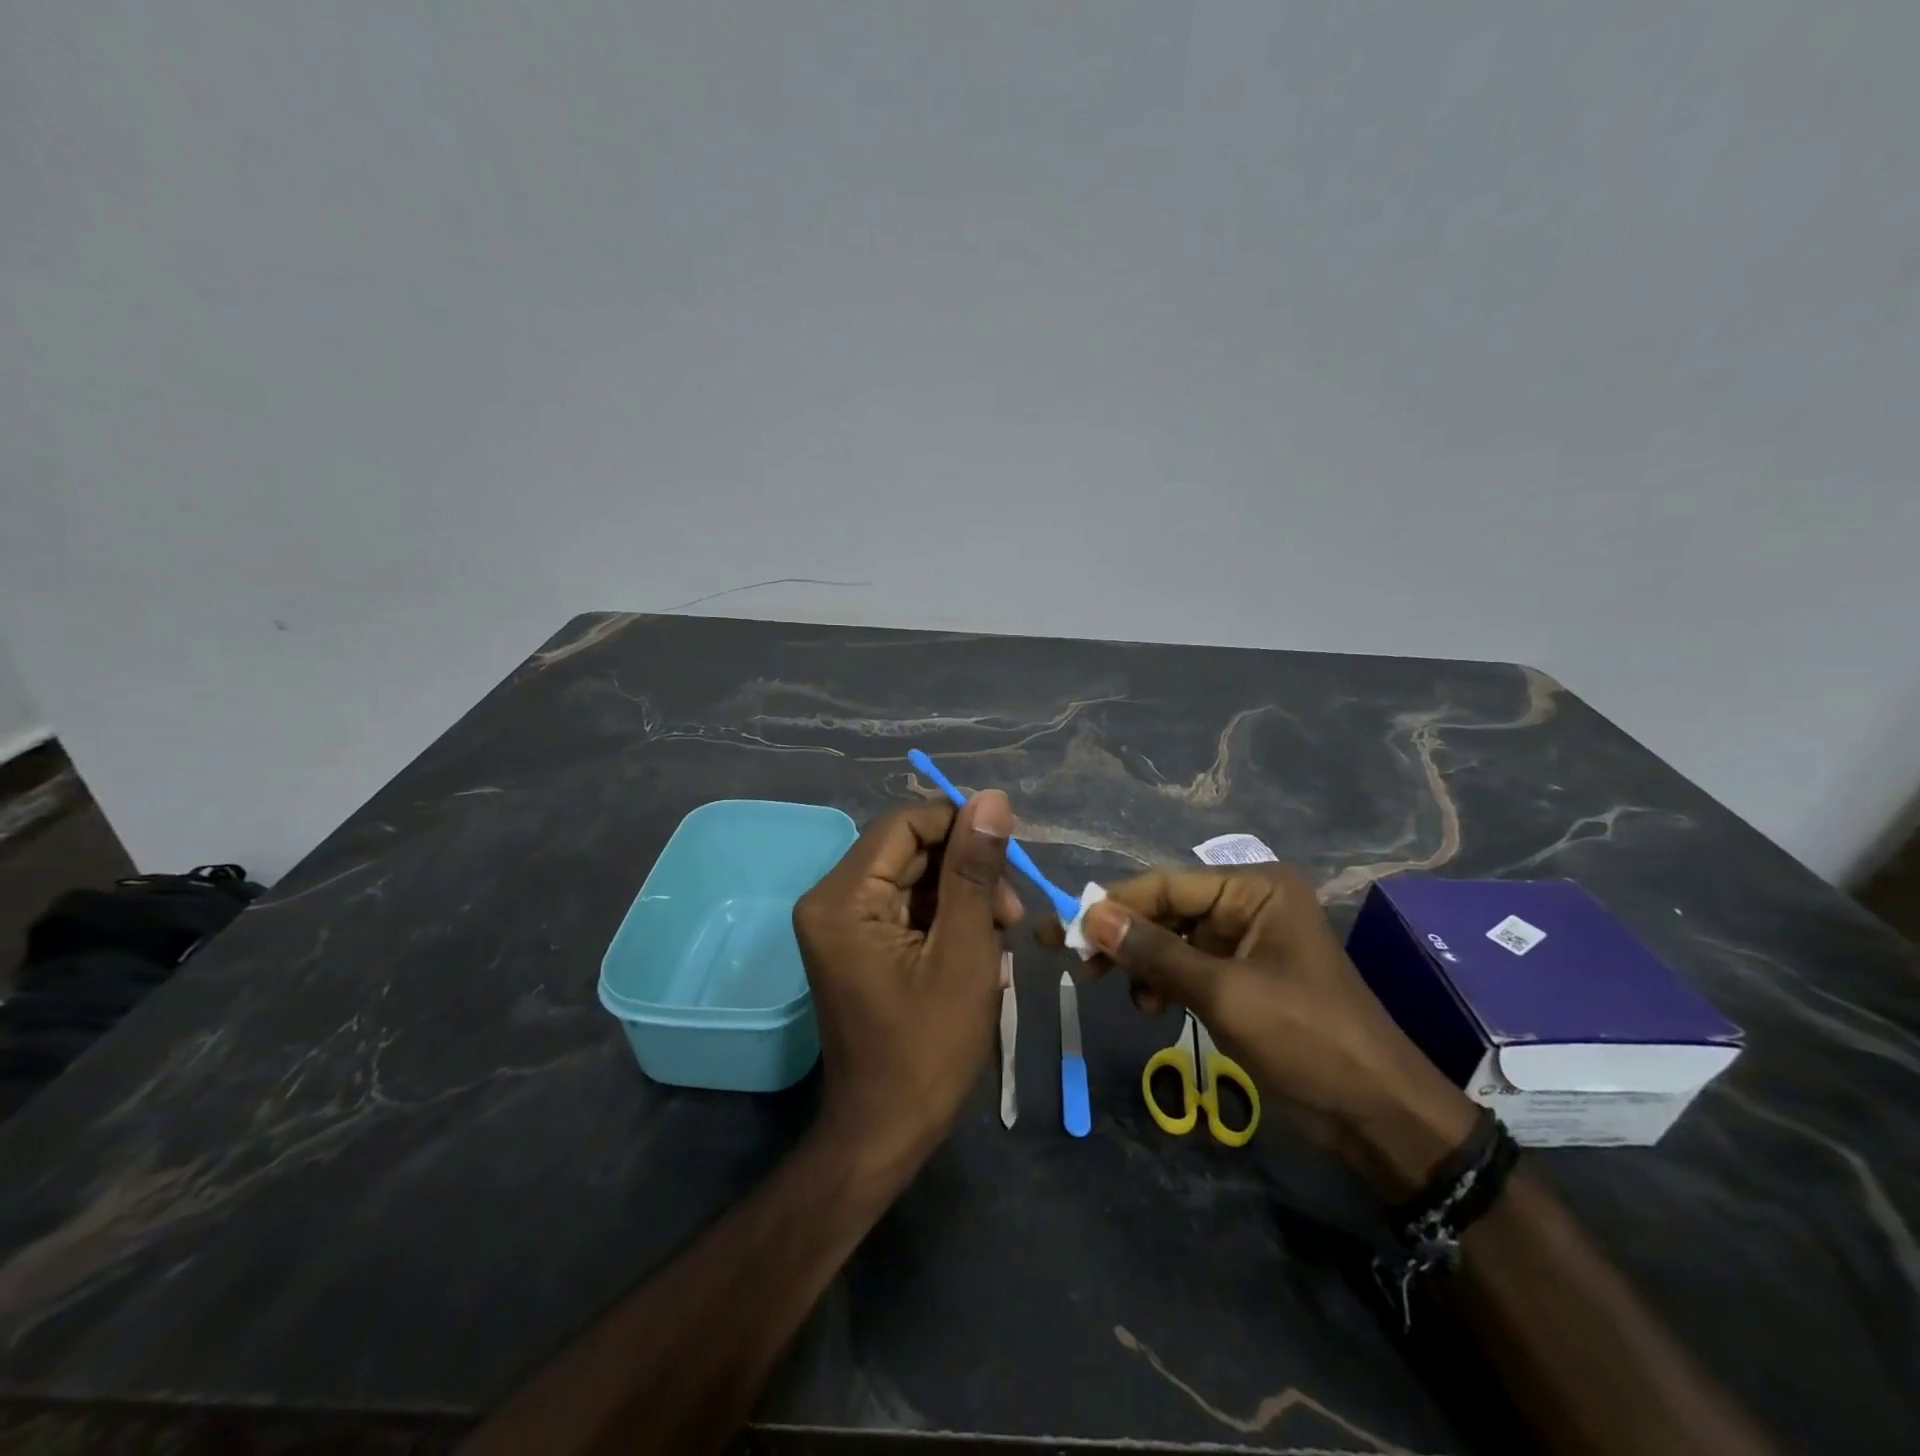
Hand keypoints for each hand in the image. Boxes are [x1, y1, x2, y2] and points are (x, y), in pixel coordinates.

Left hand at [792, 794, 1021, 1180]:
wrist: (887, 1132)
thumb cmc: (928, 1049)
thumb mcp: (963, 952)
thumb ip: (975, 870)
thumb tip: (992, 798)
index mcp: (843, 898)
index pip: (905, 825)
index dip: (961, 826)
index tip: (1009, 855)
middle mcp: (832, 899)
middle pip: (910, 850)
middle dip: (967, 870)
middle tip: (1012, 913)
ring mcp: (843, 923)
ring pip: (915, 877)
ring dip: (963, 896)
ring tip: (1002, 935)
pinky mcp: (859, 943)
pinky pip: (909, 907)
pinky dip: (948, 918)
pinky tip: (980, 946)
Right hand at [1060, 865, 1476, 1196]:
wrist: (1377, 1114)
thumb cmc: (1306, 1038)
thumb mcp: (1223, 992)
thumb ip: (1154, 952)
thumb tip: (1089, 916)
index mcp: (1255, 889)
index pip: (1167, 884)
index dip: (1114, 905)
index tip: (1065, 929)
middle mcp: (1249, 904)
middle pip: (1167, 909)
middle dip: (1124, 937)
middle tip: (1076, 962)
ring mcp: (1246, 941)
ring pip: (1172, 939)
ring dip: (1142, 964)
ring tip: (1119, 993)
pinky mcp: (1243, 976)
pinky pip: (1188, 966)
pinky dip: (1163, 982)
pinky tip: (1151, 1007)